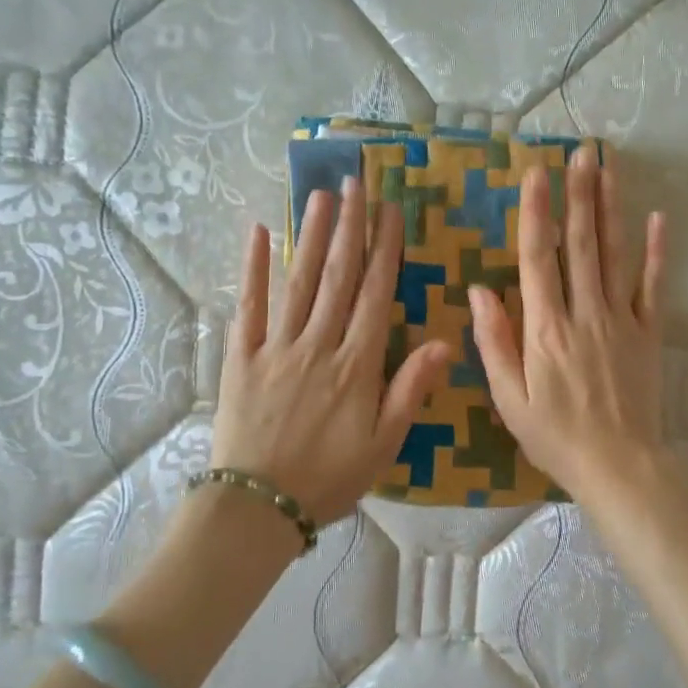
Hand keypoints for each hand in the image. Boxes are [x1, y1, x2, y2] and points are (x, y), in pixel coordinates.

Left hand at [210, 178, 448, 526]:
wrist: (258, 506)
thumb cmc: (329, 477)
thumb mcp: (384, 444)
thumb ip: (411, 390)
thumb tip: (445, 342)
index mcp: (356, 364)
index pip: (375, 294)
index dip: (384, 250)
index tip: (390, 211)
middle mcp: (318, 344)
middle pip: (338, 276)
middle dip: (349, 227)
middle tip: (355, 182)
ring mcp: (277, 346)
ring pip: (299, 281)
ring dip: (312, 235)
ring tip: (321, 194)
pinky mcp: (242, 356)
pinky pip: (249, 305)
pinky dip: (254, 269)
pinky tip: (261, 234)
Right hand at [469, 147, 668, 501]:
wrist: (618, 466)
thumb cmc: (554, 436)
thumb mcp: (508, 398)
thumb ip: (492, 341)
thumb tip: (478, 289)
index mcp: (545, 329)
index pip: (537, 259)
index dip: (536, 214)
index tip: (535, 174)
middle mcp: (584, 314)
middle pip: (580, 245)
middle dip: (579, 195)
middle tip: (581, 152)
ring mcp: (621, 320)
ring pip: (614, 255)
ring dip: (611, 208)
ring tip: (609, 167)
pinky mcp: (649, 333)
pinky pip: (652, 286)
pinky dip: (656, 251)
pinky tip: (657, 217)